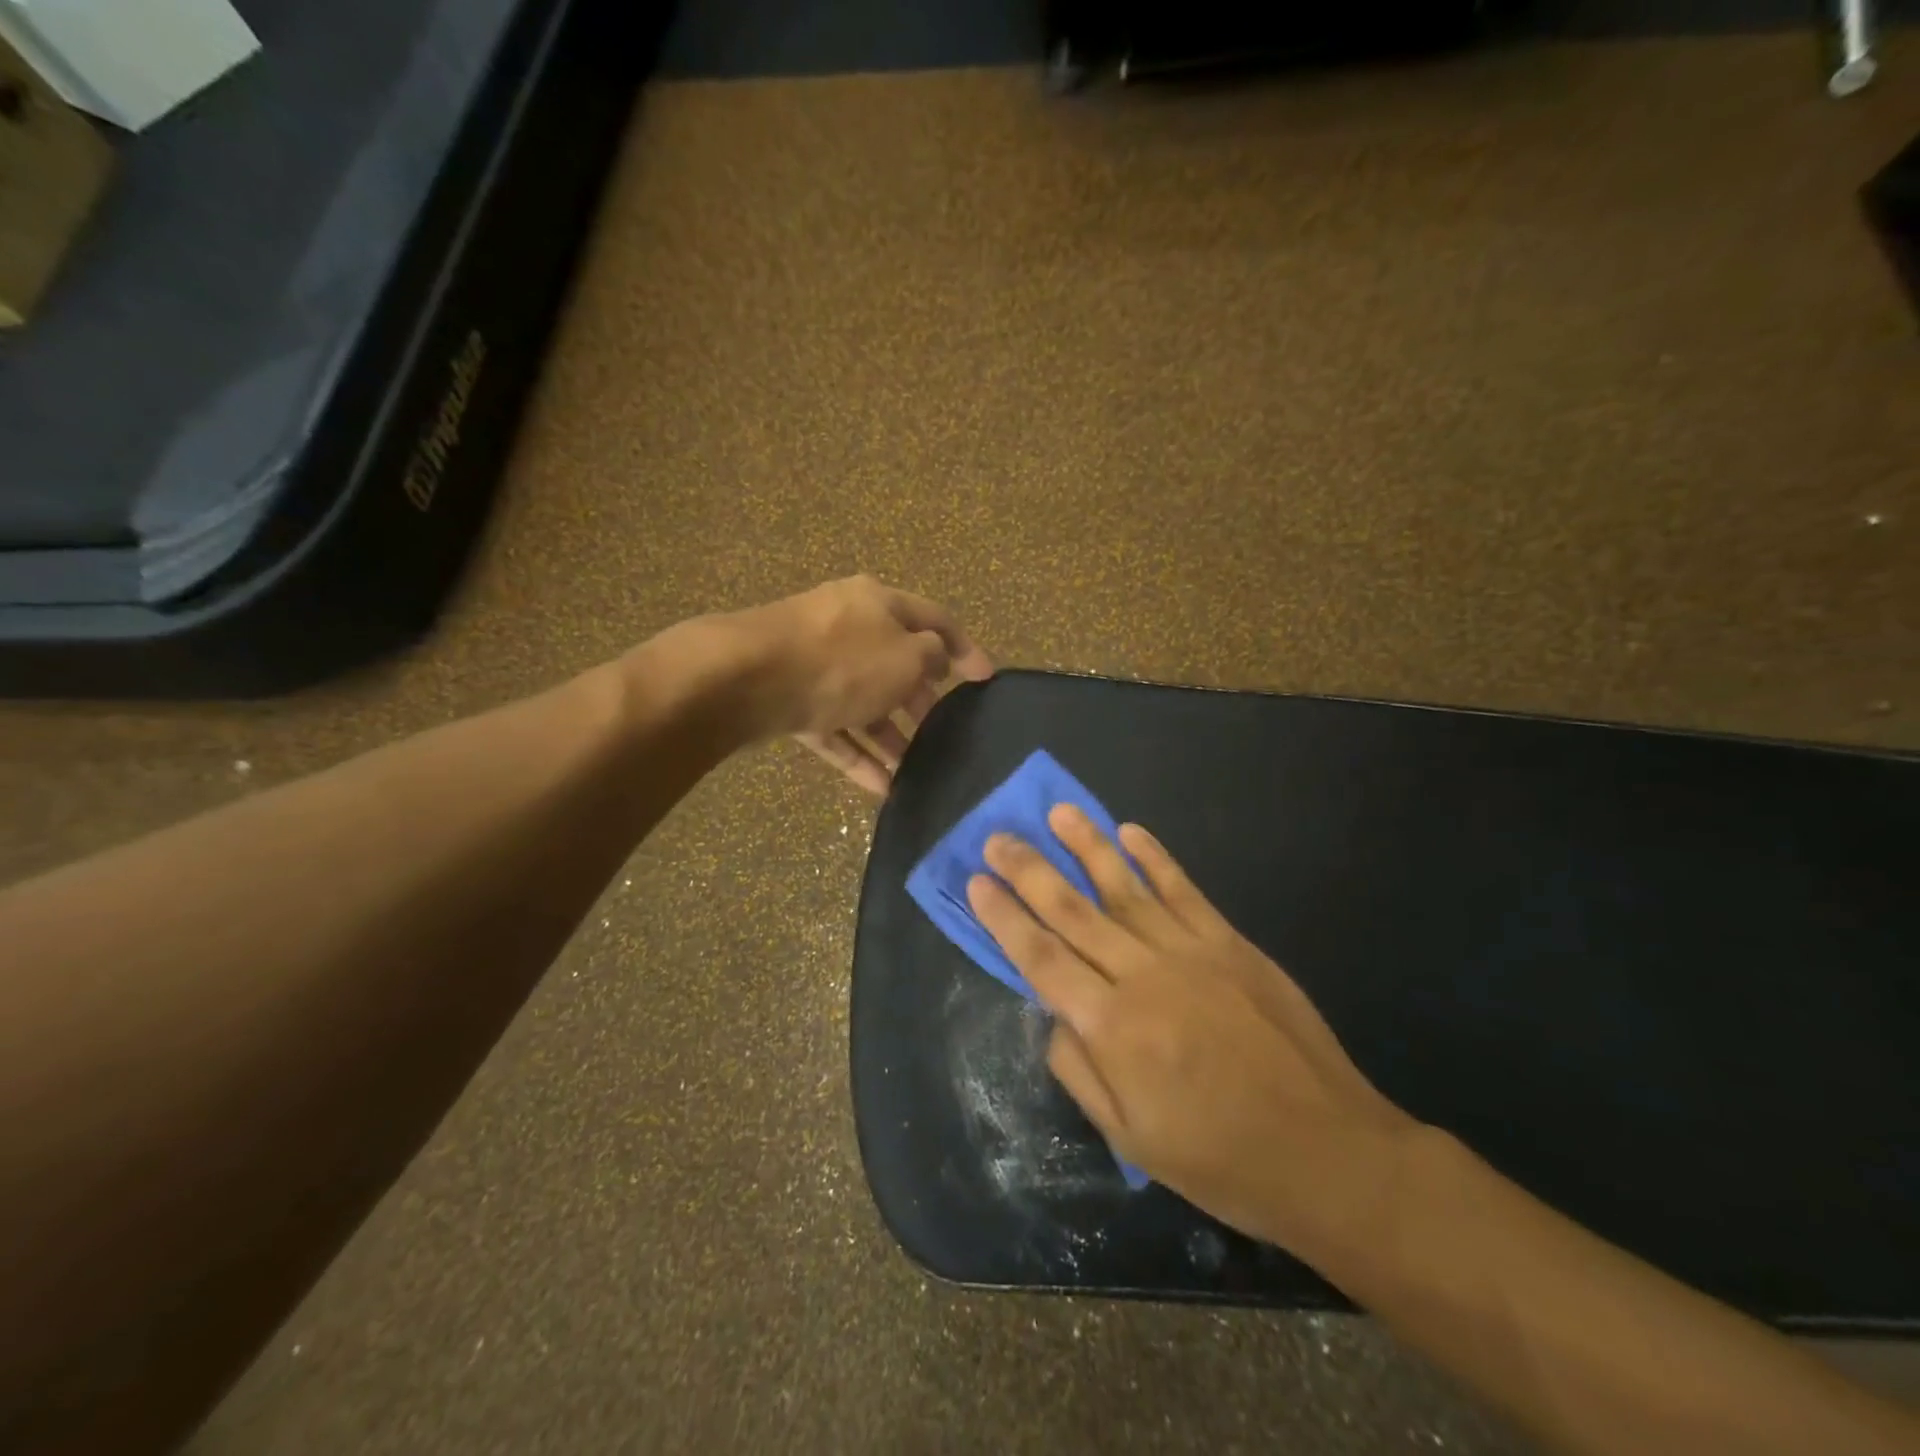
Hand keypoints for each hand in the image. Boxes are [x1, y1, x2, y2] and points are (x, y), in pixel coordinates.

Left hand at [720, 576, 993, 794]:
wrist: (747, 678)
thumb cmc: (843, 660)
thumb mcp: (905, 657)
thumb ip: (931, 657)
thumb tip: (935, 658)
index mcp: (878, 603)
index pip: (935, 620)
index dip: (966, 649)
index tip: (986, 680)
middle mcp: (846, 626)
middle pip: (895, 662)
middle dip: (921, 698)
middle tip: (945, 729)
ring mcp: (814, 663)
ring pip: (863, 701)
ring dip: (891, 735)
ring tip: (915, 770)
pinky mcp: (789, 698)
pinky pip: (834, 728)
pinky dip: (858, 755)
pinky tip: (882, 788)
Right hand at [968, 806, 1418, 1251]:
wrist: (1327, 1153)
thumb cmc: (1219, 1159)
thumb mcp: (1130, 1138)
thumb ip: (1079, 1069)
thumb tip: (1053, 1014)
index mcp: (1112, 1027)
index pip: (1041, 957)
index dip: (1004, 917)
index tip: (976, 881)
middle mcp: (1143, 975)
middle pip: (1073, 911)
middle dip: (1029, 870)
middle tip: (997, 837)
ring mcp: (1191, 952)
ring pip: (1125, 888)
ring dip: (1087, 846)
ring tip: (1057, 812)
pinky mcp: (1230, 943)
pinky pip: (1184, 891)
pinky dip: (1155, 858)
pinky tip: (1130, 832)